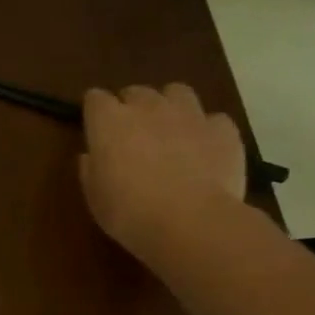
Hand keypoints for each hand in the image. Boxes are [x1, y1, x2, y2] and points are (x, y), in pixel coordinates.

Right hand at [79, 83, 244, 263]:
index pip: (95, 99)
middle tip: (131, 134)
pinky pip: (213, 119)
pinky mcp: (223, 129)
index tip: (95, 128)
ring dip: (170, 106)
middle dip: (131, 107)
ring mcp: (189, 114)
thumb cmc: (128, 212)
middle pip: (136, 92)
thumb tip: (92, 155)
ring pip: (177, 92)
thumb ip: (91, 168)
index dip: (95, 112)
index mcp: (109, 122)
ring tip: (170, 130)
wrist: (190, 222)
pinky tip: (204, 149)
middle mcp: (148, 108)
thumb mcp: (95, 196)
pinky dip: (206, 130)